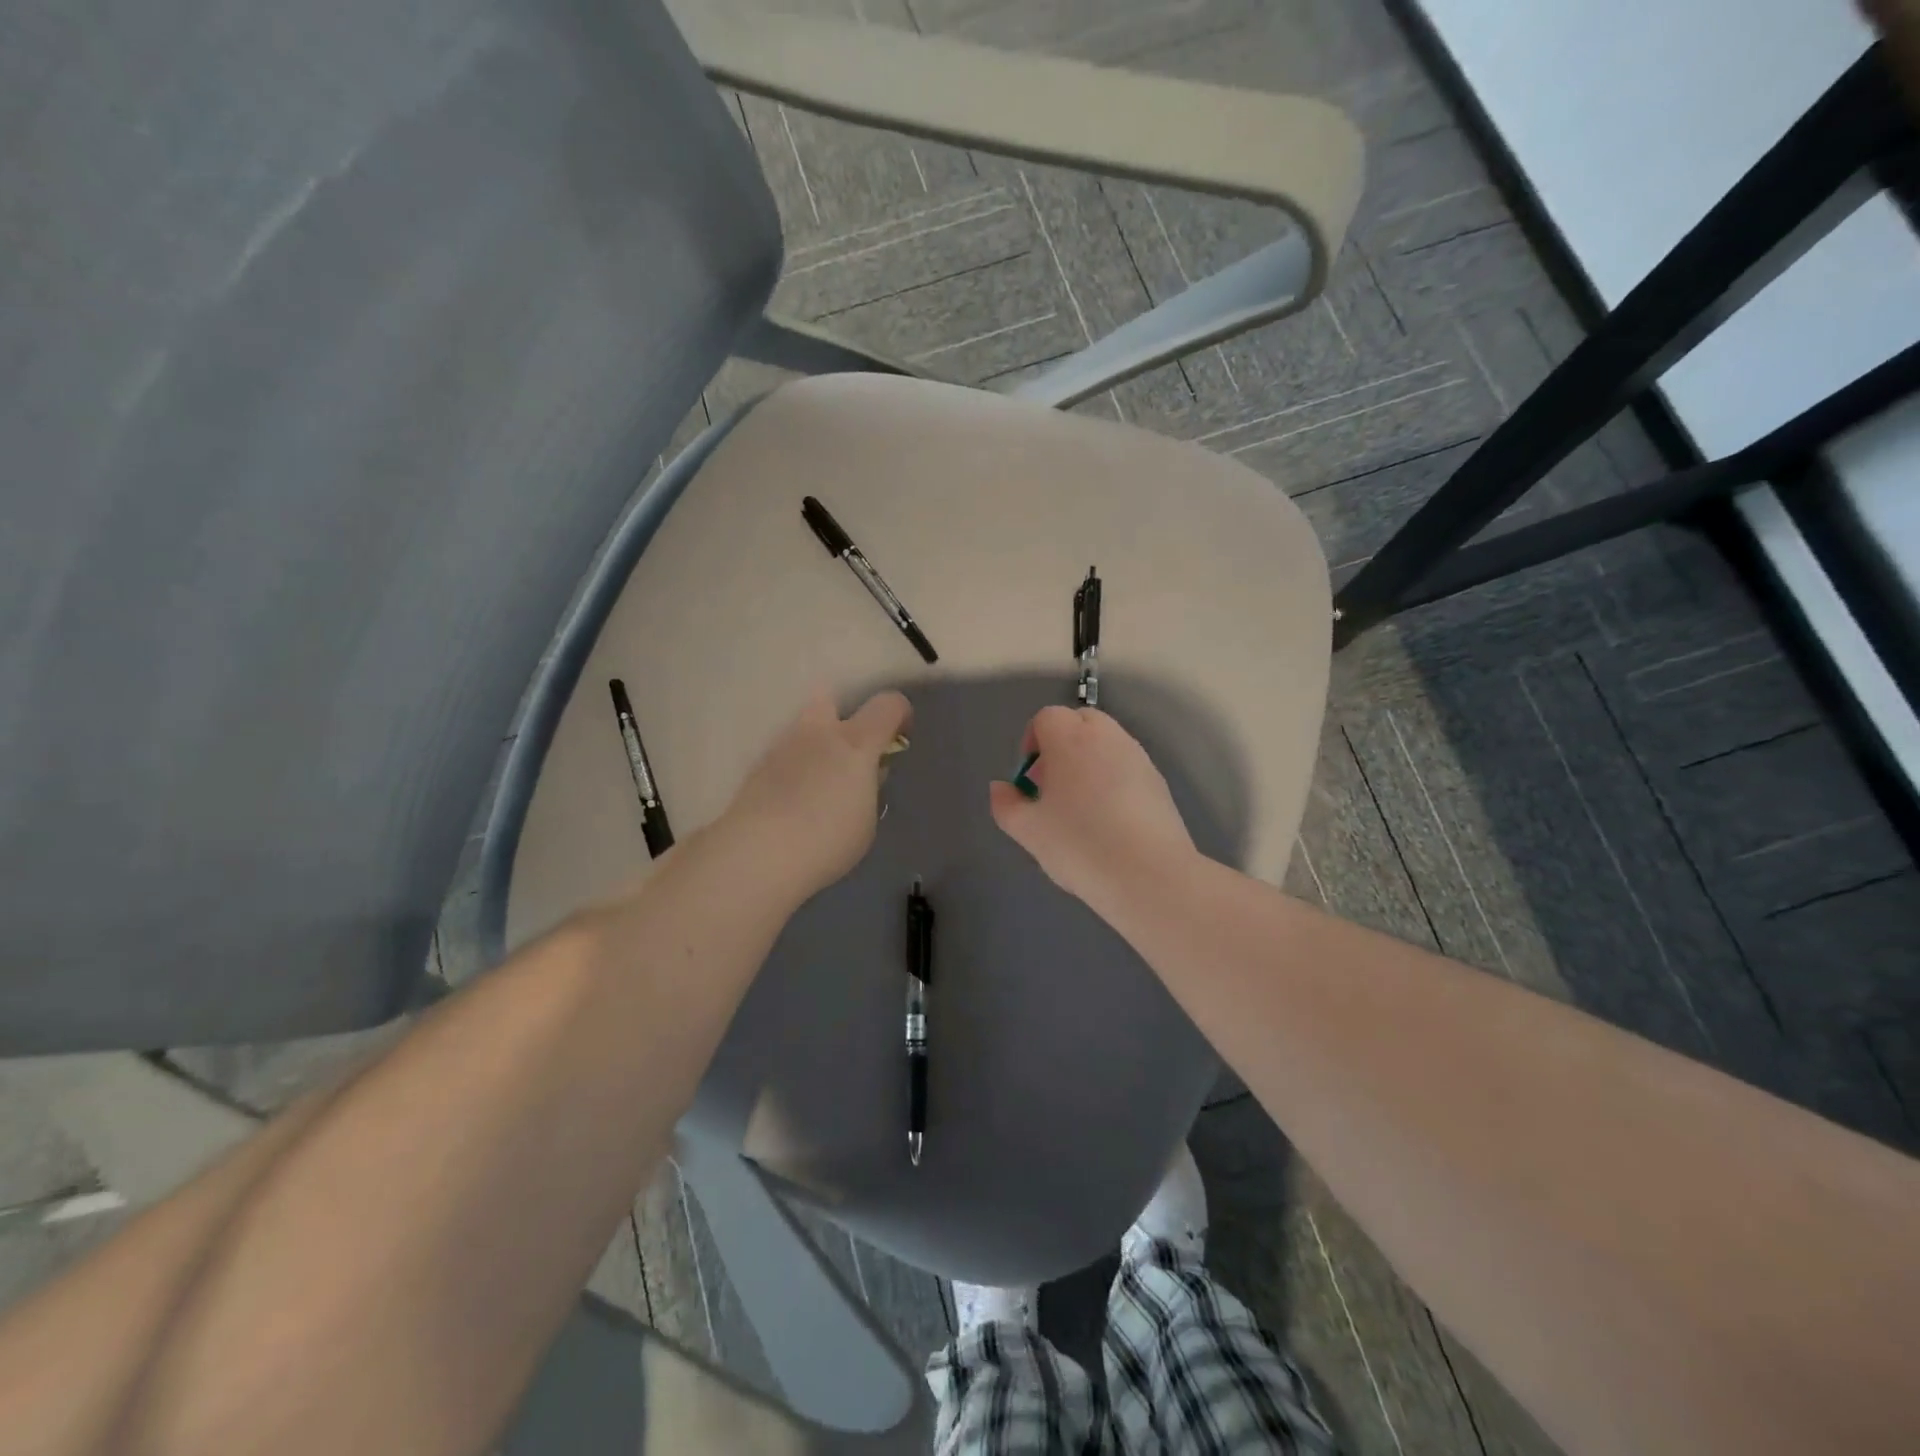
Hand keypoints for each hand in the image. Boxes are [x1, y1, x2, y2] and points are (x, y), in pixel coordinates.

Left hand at [720, 687, 912, 901]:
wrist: (757, 854)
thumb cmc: (827, 840)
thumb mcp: (866, 820)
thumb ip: (869, 789)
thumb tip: (865, 775)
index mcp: (855, 742)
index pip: (887, 704)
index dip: (900, 714)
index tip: (900, 737)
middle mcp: (817, 733)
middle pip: (830, 697)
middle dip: (842, 716)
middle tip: (849, 752)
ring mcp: (782, 747)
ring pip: (802, 728)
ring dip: (814, 746)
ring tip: (818, 786)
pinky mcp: (756, 768)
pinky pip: (783, 756)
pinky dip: (792, 769)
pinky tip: (793, 801)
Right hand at [989, 706, 1195, 914]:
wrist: (1150, 875)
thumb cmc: (1080, 845)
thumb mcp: (1028, 830)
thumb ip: (1006, 804)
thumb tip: (1001, 788)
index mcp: (1070, 739)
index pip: (1046, 717)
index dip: (1032, 743)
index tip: (1030, 780)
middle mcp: (1107, 737)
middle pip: (1079, 721)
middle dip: (1061, 745)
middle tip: (1053, 788)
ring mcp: (1138, 757)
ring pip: (1106, 743)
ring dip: (1089, 762)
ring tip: (1082, 808)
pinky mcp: (1159, 781)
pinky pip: (1127, 766)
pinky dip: (1113, 780)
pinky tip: (1111, 822)